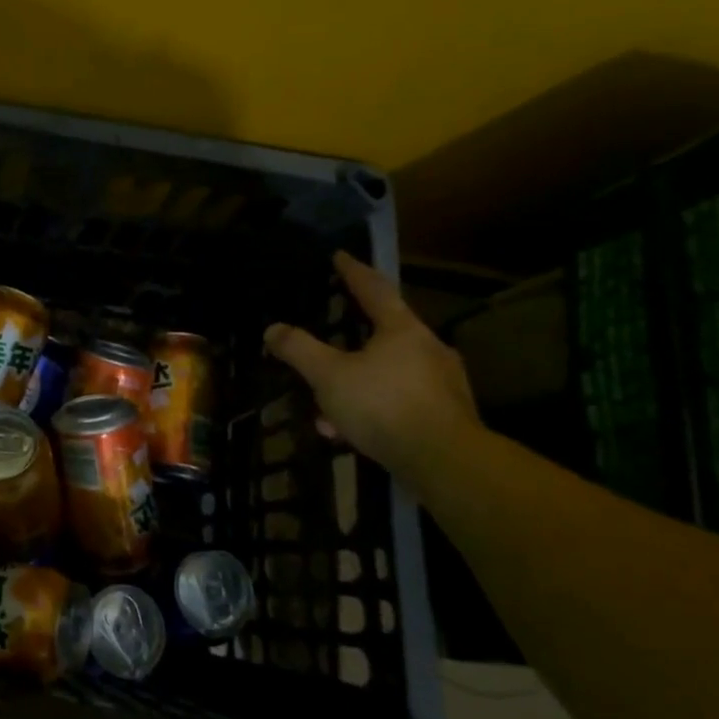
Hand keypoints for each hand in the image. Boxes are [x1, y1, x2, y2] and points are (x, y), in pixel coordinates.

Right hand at [264, 252, 481, 482]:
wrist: (445, 462)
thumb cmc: (384, 405)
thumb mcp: (329, 376)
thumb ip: (299, 349)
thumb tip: (272, 328)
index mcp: (402, 330)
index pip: (374, 289)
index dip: (353, 272)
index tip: (340, 256)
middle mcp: (428, 349)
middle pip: (384, 333)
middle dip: (351, 340)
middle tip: (329, 340)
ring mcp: (442, 384)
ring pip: (388, 374)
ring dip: (355, 384)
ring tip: (327, 406)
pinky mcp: (446, 416)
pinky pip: (398, 402)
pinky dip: (371, 409)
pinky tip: (348, 432)